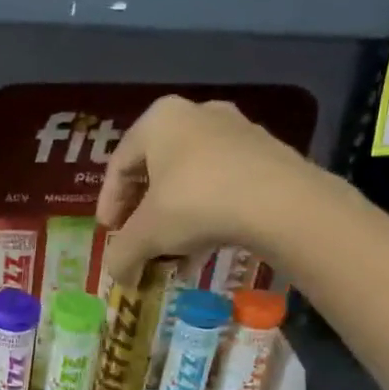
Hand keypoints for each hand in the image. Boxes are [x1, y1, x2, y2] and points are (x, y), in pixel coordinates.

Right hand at [96, 95, 310, 283]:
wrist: (280, 202)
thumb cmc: (195, 203)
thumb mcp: (146, 234)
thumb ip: (122, 253)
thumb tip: (116, 275)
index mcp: (159, 120)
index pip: (119, 165)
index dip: (108, 203)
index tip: (109, 233)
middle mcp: (196, 114)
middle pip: (156, 171)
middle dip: (144, 213)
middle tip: (138, 241)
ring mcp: (236, 131)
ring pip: (191, 180)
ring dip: (175, 219)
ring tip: (171, 253)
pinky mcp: (266, 154)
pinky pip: (222, 185)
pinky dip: (206, 215)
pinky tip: (204, 249)